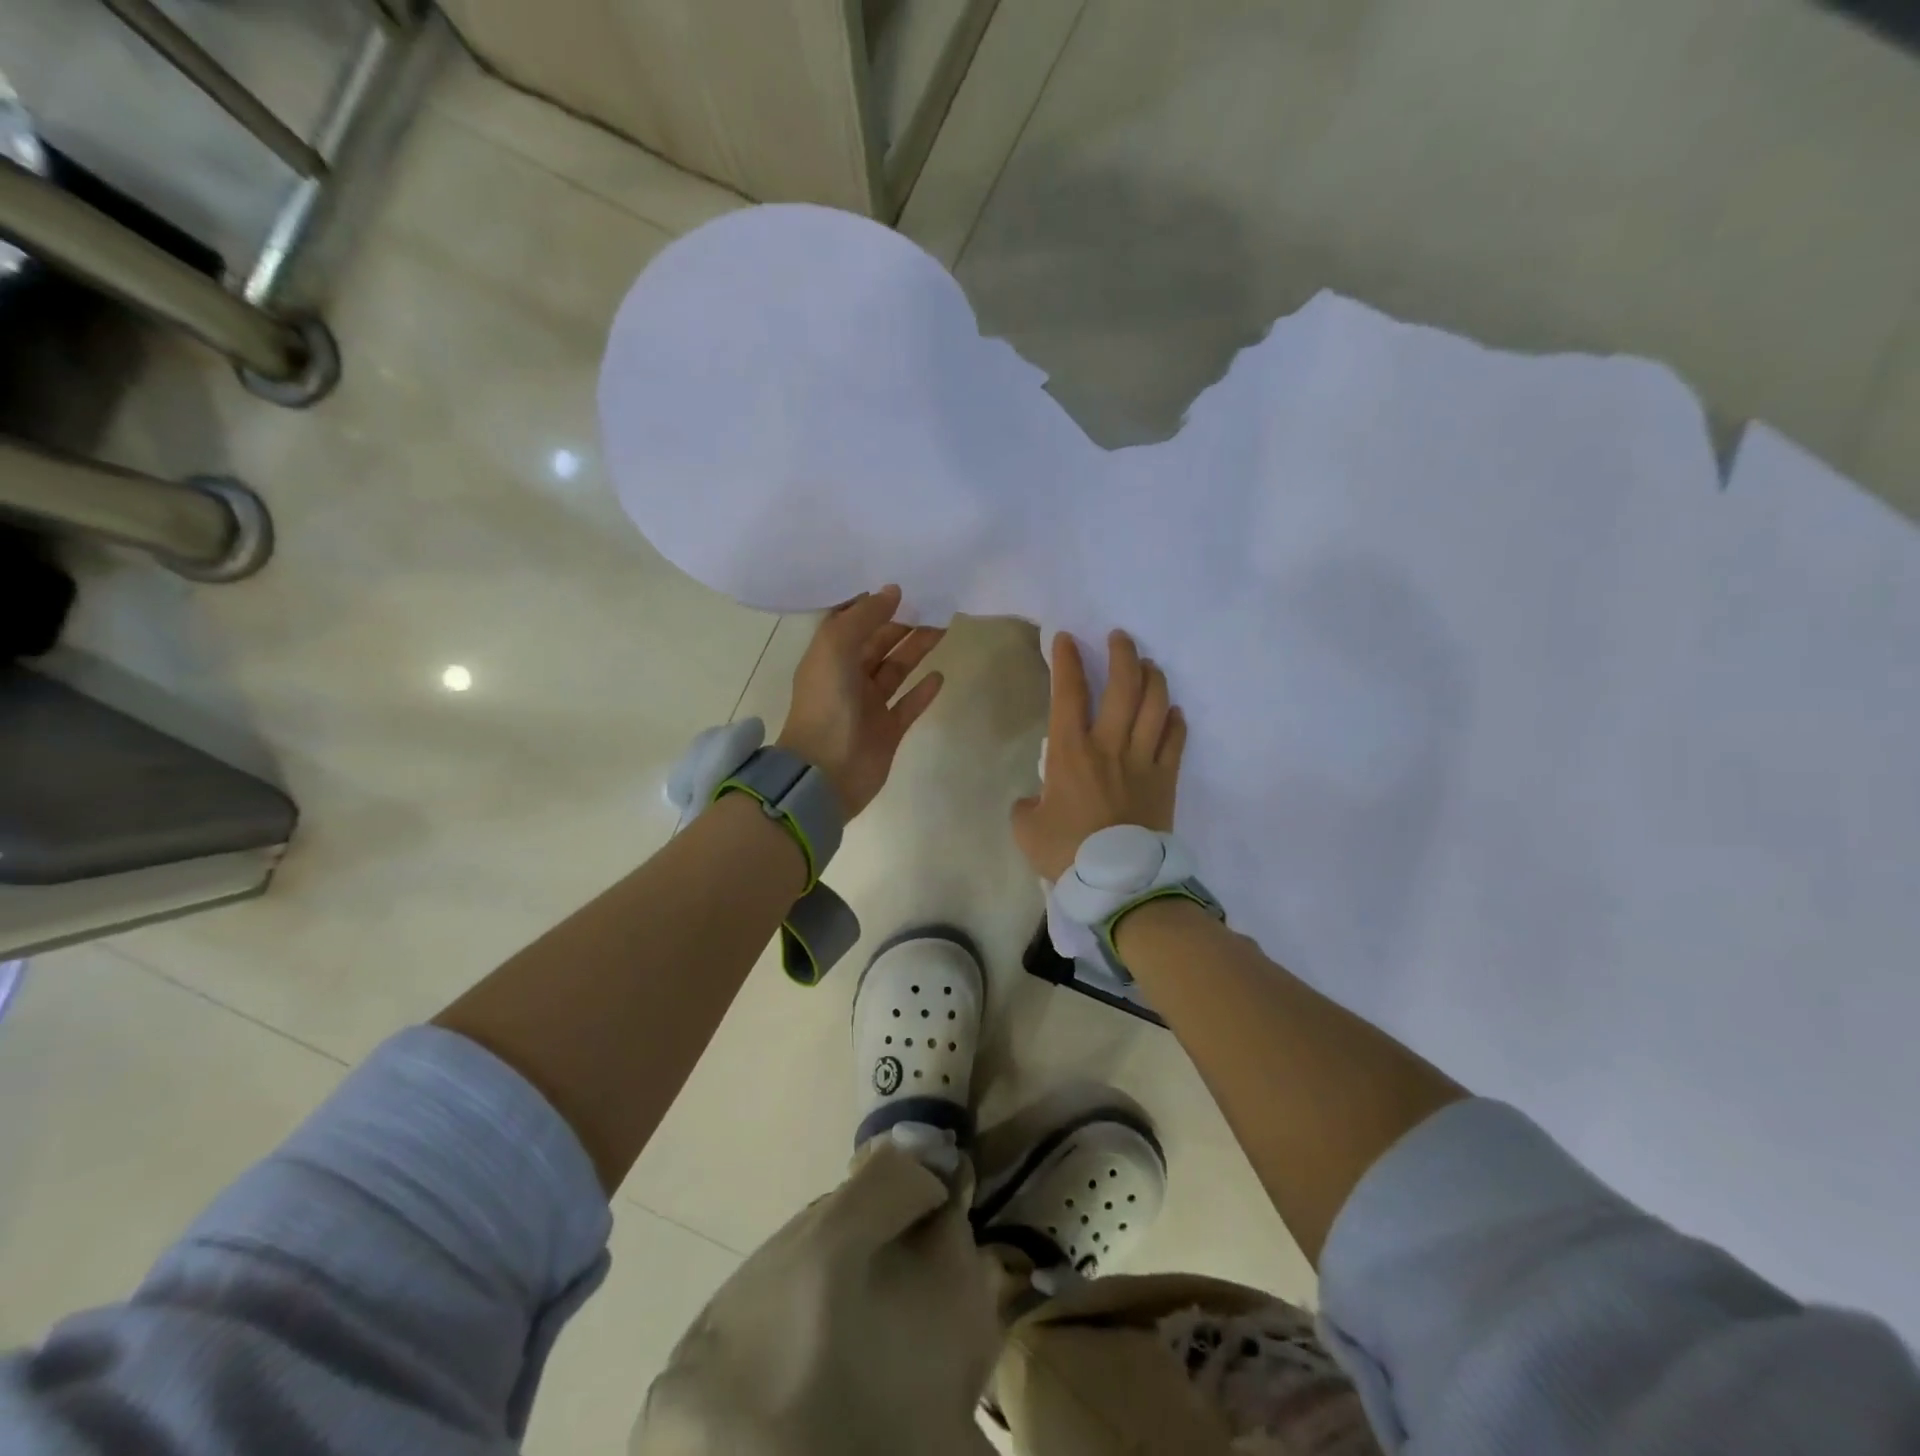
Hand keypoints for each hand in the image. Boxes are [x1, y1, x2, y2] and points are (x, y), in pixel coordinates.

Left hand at [776, 585, 945, 817]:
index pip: (850, 622)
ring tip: (942, 626)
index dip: (871, 603)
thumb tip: (893, 591)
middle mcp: (848, 677)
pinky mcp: (887, 731)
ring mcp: (868, 706)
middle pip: (878, 643)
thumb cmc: (827, 705)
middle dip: (902, 623)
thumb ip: (863, 617)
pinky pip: (908, 705)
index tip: (899, 583)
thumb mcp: (836, 648)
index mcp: (829, 656)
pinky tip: (940, 675)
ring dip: (916, 649)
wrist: (825, 774)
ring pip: (896, 670)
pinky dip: (923, 691)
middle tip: (932, 601)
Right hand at [1012, 630, 1186, 879]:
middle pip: (1123, 686)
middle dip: (1122, 654)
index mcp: (1071, 752)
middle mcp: (1110, 745)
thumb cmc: (1067, 852)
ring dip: (1153, 678)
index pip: (1068, 693)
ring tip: (1149, 665)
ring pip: (1155, 705)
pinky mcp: (1166, 780)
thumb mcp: (1027, 829)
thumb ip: (1026, 807)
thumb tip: (1034, 801)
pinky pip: (1175, 740)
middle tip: (1120, 638)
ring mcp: (1144, 760)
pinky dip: (1175, 721)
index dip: (1066, 661)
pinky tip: (1173, 711)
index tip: (1066, 639)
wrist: (1118, 882)